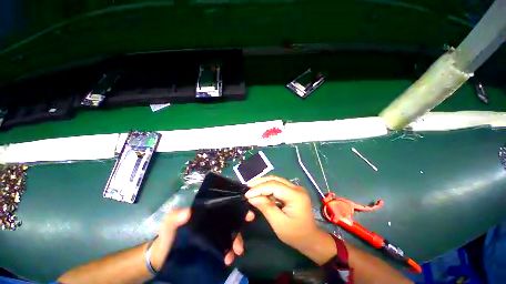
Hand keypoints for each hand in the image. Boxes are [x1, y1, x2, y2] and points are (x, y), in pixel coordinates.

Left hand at [150, 208, 254, 269]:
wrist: (162, 259)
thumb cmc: (166, 238)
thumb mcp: (168, 226)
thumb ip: (174, 218)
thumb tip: (188, 212)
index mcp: (205, 214)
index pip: (223, 208)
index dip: (236, 209)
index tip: (247, 214)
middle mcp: (212, 222)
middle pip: (230, 221)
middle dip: (239, 229)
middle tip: (241, 242)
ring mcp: (212, 235)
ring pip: (229, 234)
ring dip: (236, 242)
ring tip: (235, 253)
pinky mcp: (212, 247)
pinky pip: (224, 247)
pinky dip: (229, 252)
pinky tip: (228, 259)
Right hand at [246, 176, 335, 264]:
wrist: (311, 239)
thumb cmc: (295, 235)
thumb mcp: (279, 224)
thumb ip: (266, 208)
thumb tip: (251, 197)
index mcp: (296, 196)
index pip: (274, 186)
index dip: (259, 188)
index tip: (247, 193)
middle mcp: (297, 188)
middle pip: (275, 179)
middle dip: (260, 182)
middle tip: (247, 186)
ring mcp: (296, 188)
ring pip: (276, 180)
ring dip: (263, 183)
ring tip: (251, 187)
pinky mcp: (293, 191)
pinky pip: (278, 185)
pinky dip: (268, 188)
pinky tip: (260, 191)